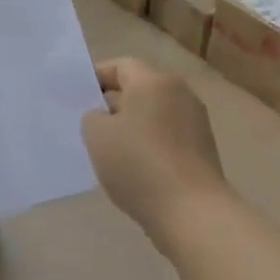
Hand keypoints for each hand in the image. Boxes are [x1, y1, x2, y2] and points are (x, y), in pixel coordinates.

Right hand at [81, 58, 230, 251]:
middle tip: (88, 123)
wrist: (192, 213)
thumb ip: (92, 116)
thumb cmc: (139, 164)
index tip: (76, 96)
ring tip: (108, 150)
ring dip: (131, 126)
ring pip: (153, 114)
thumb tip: (104, 117)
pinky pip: (166, 137)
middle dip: (112, 103)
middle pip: (139, 89)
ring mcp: (195, 123)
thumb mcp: (97, 135)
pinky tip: (133, 168)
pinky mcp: (202, 151)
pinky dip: (148, 145)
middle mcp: (180, 94)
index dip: (96, 77)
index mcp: (155, 81)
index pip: (120, 66)